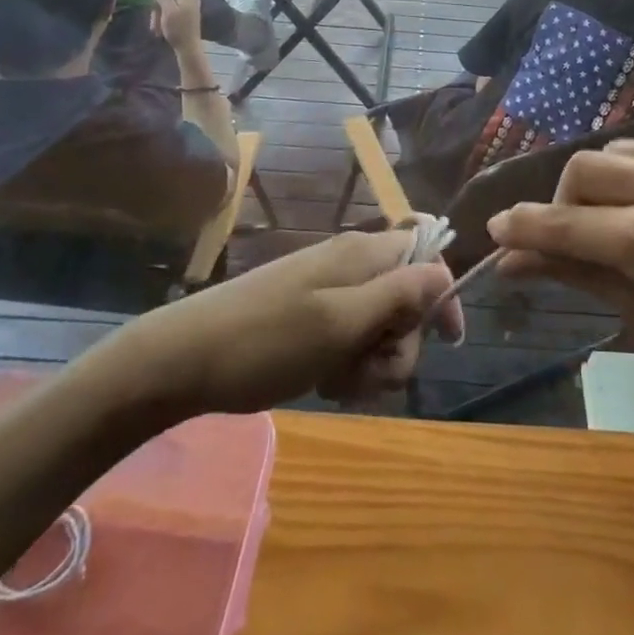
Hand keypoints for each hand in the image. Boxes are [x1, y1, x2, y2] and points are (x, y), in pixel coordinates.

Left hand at [91, 229, 464, 418]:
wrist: (186, 358)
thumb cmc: (268, 340)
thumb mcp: (342, 322)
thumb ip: (399, 294)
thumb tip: (445, 272)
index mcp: (363, 254)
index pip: (427, 252)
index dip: (444, 293)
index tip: (448, 341)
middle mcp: (352, 264)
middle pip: (407, 299)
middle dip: (400, 343)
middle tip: (367, 367)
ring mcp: (329, 290)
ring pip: (381, 325)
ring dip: (372, 361)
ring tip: (339, 380)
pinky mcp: (311, 316)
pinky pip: (351, 338)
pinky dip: (348, 364)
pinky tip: (325, 382)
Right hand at [151, 0, 201, 53]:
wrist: (188, 48)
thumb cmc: (178, 28)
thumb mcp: (168, 11)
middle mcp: (192, 0)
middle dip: (161, 3)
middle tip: (154, 14)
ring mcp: (190, 10)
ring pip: (171, 7)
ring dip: (161, 15)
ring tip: (156, 28)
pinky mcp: (187, 20)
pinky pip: (173, 16)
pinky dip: (166, 22)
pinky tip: (160, 31)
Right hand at [487, 142, 633, 433]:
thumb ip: (575, 274)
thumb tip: (510, 261)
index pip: (565, 223)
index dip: (523, 227)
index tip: (495, 229)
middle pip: (584, 168)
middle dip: (564, 201)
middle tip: (573, 233)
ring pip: (621, 152)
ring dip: (605, 183)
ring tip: (622, 218)